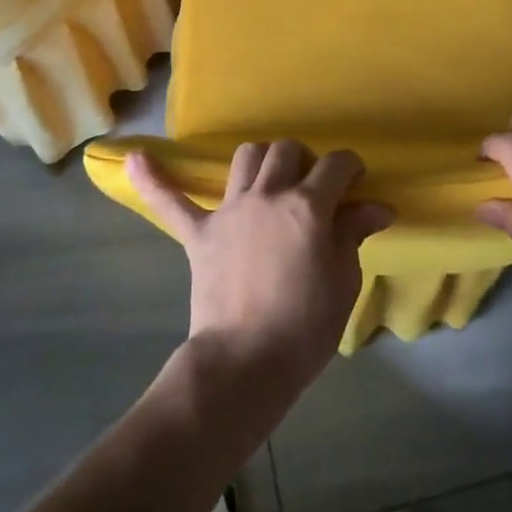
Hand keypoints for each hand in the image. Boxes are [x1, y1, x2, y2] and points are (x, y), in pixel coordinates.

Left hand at [129, 140, 391, 392]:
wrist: (247, 361)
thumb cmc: (306, 324)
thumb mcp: (344, 280)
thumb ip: (353, 234)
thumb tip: (376, 207)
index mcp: (307, 206)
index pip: (336, 164)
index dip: (350, 167)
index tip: (355, 182)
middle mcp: (268, 196)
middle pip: (287, 150)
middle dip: (306, 160)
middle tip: (313, 189)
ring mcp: (229, 211)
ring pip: (245, 158)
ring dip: (262, 160)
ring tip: (270, 180)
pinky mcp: (199, 233)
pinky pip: (171, 201)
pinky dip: (154, 179)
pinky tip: (135, 157)